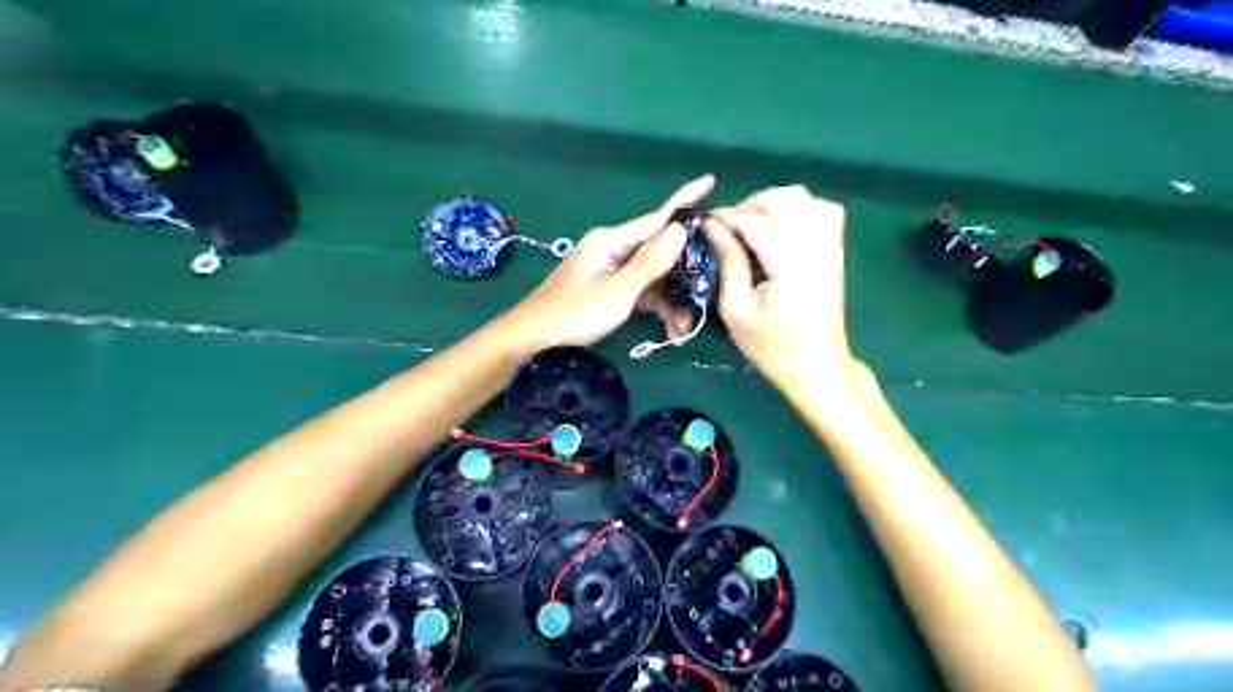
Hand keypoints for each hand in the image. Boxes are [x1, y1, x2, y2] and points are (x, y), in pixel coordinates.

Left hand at [499, 176, 713, 352]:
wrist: (531, 339)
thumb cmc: (574, 314)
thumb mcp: (618, 291)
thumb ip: (650, 262)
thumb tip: (680, 228)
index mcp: (612, 240)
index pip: (657, 217)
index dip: (686, 201)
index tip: (712, 180)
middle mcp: (612, 248)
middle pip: (659, 252)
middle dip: (683, 276)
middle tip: (705, 298)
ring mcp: (608, 269)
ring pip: (651, 276)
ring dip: (670, 300)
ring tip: (681, 329)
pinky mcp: (606, 287)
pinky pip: (639, 290)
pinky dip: (654, 307)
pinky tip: (667, 329)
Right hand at [697, 183, 860, 387]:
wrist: (817, 366)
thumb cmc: (772, 347)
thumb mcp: (737, 311)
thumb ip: (728, 262)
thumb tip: (712, 226)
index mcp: (789, 266)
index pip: (755, 221)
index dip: (726, 217)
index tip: (705, 224)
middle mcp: (815, 247)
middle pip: (782, 200)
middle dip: (749, 205)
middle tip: (728, 228)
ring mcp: (831, 246)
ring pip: (804, 198)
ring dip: (773, 203)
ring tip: (753, 224)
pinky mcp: (836, 251)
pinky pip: (825, 210)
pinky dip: (801, 208)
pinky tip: (783, 226)